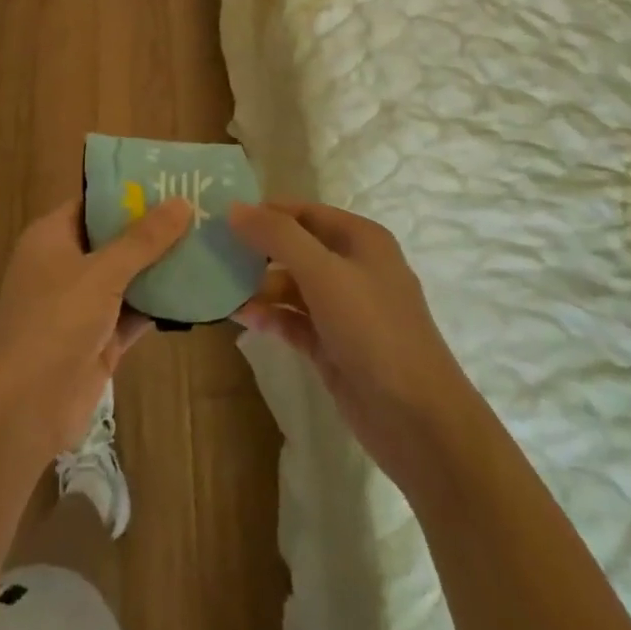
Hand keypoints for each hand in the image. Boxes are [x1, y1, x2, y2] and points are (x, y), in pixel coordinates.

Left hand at [0, 197, 191, 458]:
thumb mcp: (101, 273)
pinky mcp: (100, 340)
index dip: (130, 191)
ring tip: (209, 242)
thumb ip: (143, 240)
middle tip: (202, 209)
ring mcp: (83, 305)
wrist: (23, 409)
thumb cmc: (53, 323)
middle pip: (115, 238)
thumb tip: (182, 201)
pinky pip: (135, 313)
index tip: (173, 179)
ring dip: (162, 267)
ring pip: (129, 277)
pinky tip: (199, 291)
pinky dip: (161, 304)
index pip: (94, 202)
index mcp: (52, 237)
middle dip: (154, 229)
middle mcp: (66, 265)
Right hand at [230, 201, 472, 493]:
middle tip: (212, 252)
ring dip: (258, 286)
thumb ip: (278, 236)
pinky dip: (270, 316)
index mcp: (360, 240)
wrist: (418, 421)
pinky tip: (240, 317)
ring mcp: (344, 310)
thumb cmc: (373, 331)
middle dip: (257, 249)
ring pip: (292, 285)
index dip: (265, 212)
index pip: (304, 212)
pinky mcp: (333, 346)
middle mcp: (353, 268)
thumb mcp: (324, 273)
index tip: (221, 218)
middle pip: (296, 247)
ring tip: (218, 287)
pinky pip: (294, 320)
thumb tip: (234, 208)